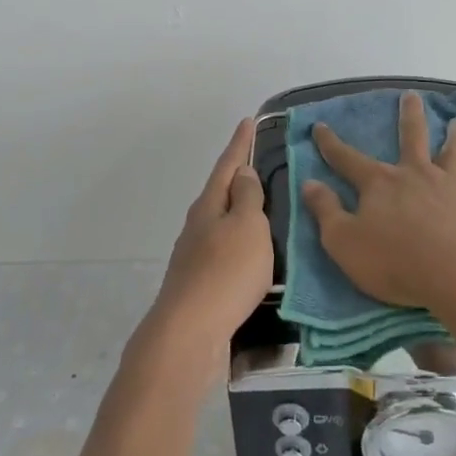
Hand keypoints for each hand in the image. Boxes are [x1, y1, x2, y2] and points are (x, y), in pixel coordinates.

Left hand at [143, 118, 274, 371]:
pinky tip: (254, 255)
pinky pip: (226, 251)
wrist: (189, 335)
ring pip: (223, 223)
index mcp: (209, 205)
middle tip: (262, 163)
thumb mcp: (247, 227)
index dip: (240, 143)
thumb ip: (248, 198)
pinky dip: (241, 244)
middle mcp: (198, 225)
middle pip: (221, 192)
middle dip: (240, 177)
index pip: (228, 165)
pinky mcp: (201, 284)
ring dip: (242, 213)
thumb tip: (242, 173)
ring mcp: (196, 255)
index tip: (248, 121)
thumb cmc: (225, 273)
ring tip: (266, 209)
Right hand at [302, 93, 455, 316]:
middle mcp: (415, 174)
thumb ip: (326, 212)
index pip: (348, 159)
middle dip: (409, 115)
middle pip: (412, 136)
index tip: (320, 126)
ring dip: (453, 134)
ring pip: (452, 150)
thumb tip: (309, 183)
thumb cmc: (396, 263)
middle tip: (411, 96)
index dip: (331, 144)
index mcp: (380, 183)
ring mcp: (450, 184)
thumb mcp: (344, 243)